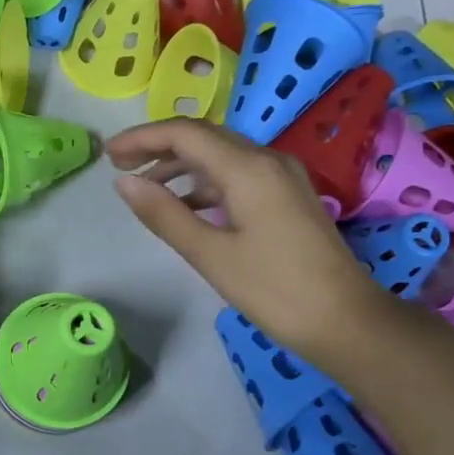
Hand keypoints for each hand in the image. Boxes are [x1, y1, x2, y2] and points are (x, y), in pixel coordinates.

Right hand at [106, 118, 392, 364]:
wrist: (345, 320)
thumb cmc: (274, 289)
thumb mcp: (210, 254)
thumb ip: (164, 214)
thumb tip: (123, 182)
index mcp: (248, 169)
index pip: (185, 134)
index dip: (142, 137)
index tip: (108, 154)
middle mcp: (267, 160)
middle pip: (203, 137)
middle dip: (158, 145)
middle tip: (119, 165)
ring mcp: (281, 177)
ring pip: (220, 156)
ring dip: (179, 165)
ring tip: (144, 186)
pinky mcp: (286, 197)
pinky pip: (236, 175)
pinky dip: (203, 183)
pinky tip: (184, 205)